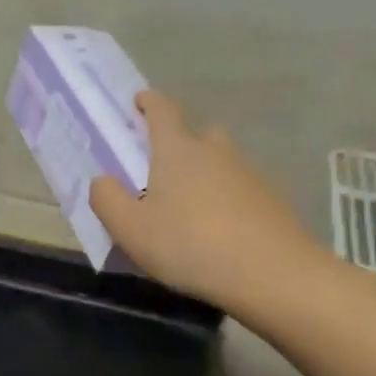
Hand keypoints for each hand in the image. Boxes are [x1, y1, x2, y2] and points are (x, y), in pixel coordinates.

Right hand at [89, 90, 313, 309]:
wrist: (272, 273)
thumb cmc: (189, 245)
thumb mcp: (131, 229)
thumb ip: (107, 200)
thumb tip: (102, 180)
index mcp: (177, 150)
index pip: (162, 109)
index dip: (149, 102)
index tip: (140, 101)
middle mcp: (215, 151)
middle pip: (196, 134)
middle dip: (178, 143)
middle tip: (161, 170)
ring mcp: (248, 173)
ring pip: (220, 163)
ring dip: (204, 174)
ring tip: (188, 209)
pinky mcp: (271, 200)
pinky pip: (240, 189)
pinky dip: (226, 200)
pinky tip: (219, 231)